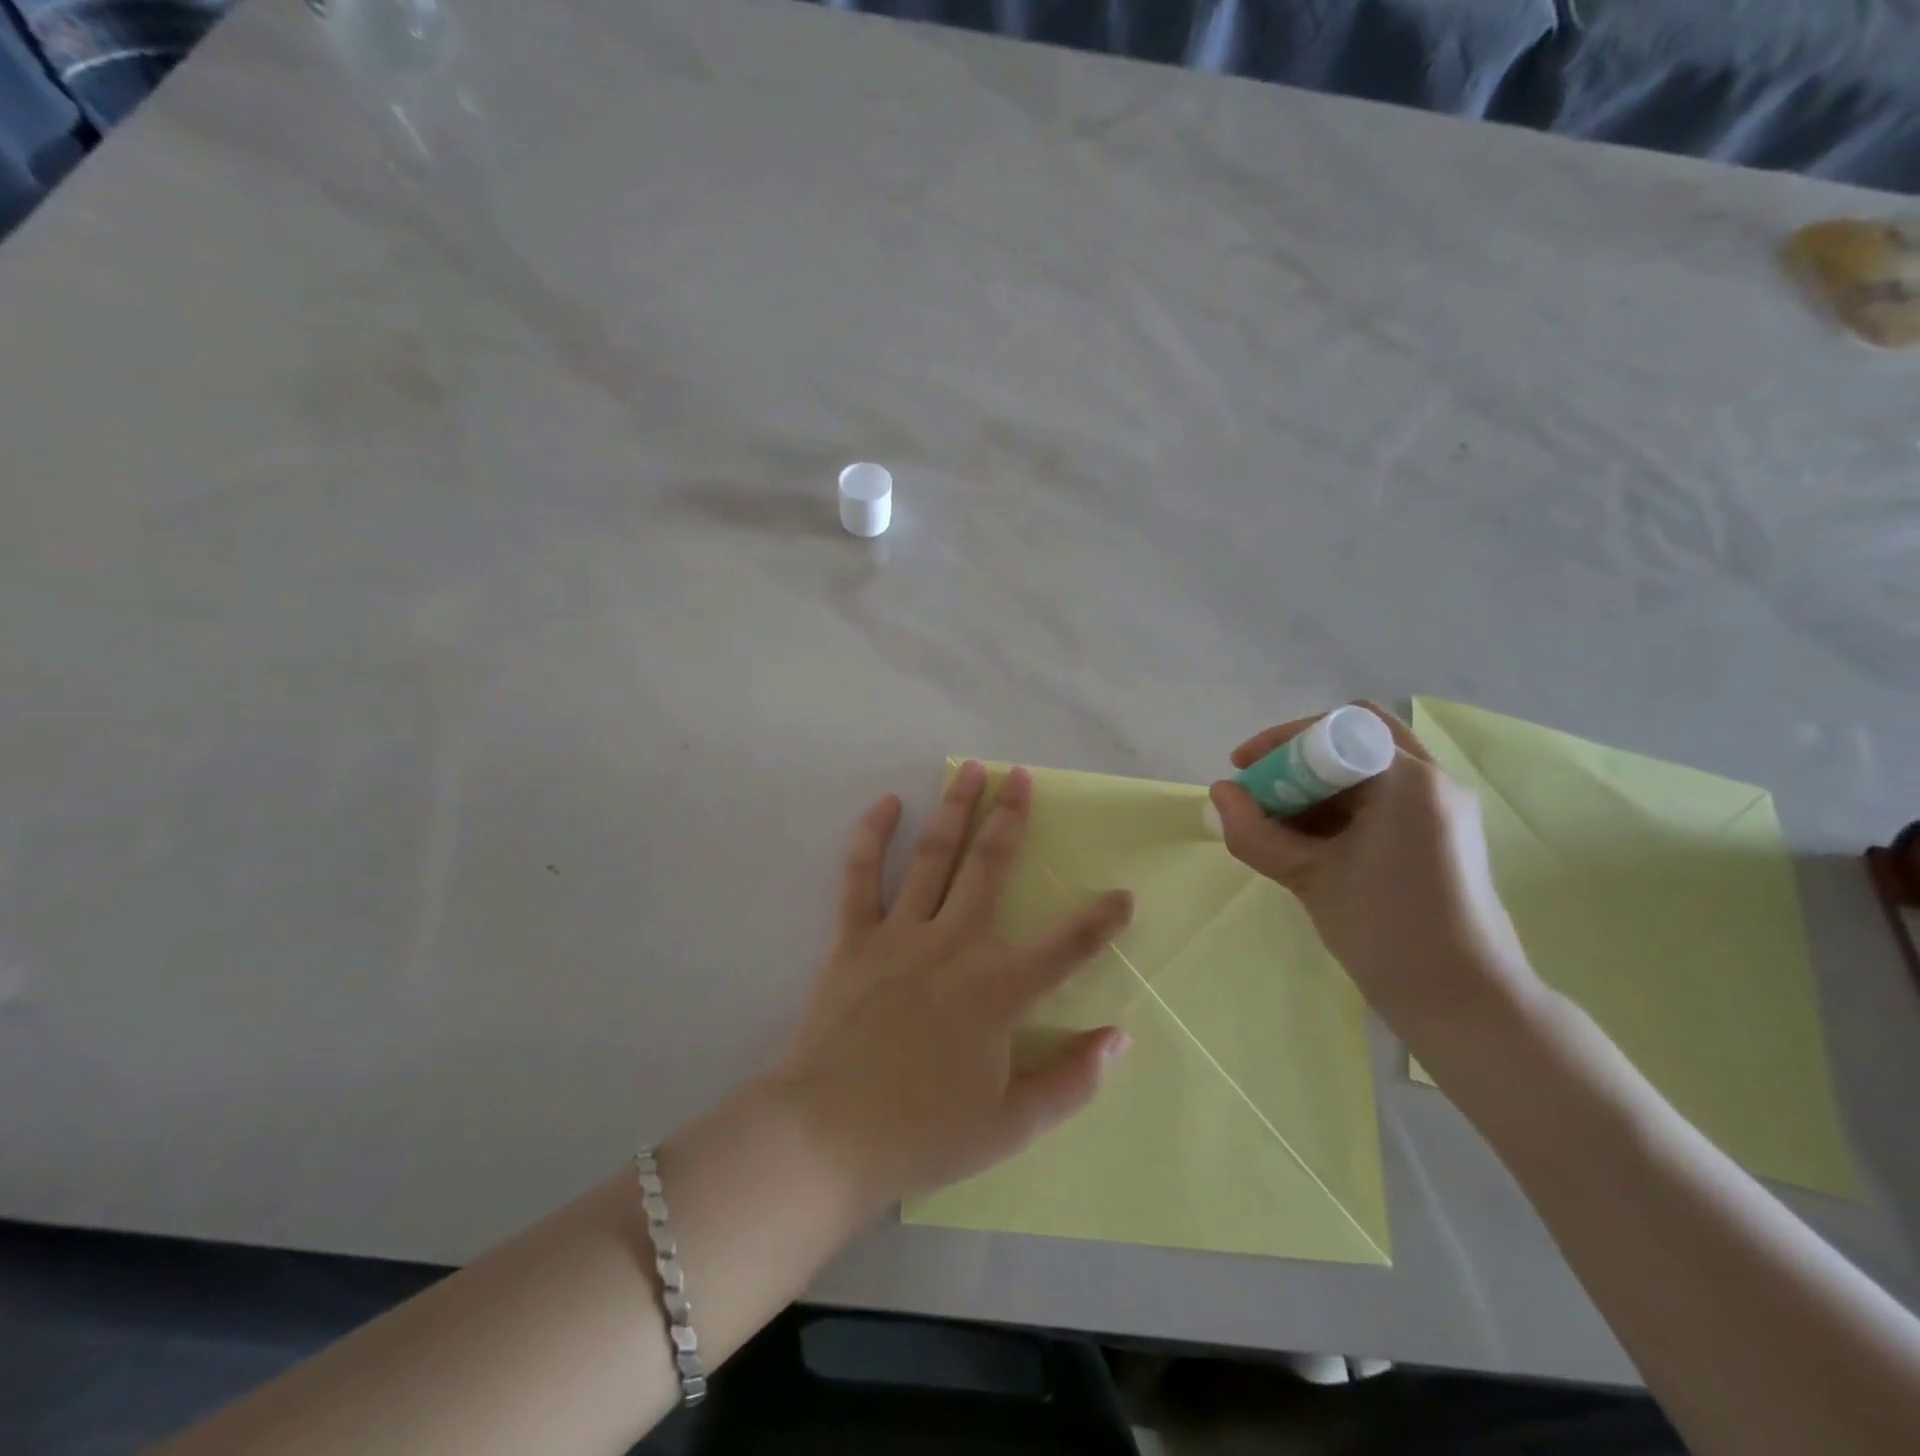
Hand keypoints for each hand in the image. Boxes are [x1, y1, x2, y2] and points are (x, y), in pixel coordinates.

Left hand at [769, 761, 1133, 1214]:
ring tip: (971, 771)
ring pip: (933, 857)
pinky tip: (887, 805)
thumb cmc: (922, 1134)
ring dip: (955, 810)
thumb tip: (1119, 1037)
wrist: (826, 1136)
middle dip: (1010, 818)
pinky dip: (872, 837)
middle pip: (990, 868)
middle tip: (1021, 778)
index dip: (1101, 920)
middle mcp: (953, 947)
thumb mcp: (1011, 1127)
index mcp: (997, 991)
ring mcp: (899, 936)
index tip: (1124, 894)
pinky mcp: (853, 939)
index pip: (1066, 947)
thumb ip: (1071, 1082)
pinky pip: (861, 877)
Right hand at [1207, 705, 1538, 1039]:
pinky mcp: (1440, 836)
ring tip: (1276, 821)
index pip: (1335, 727)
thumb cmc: (1386, 930)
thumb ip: (1255, 831)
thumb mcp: (1310, 877)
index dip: (1281, 741)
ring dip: (1315, 785)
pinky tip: (1308, 841)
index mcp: (1408, 779)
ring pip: (1365, 770)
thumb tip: (1219, 793)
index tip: (1244, 768)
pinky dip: (1339, 808)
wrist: (1463, 1003)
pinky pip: (1380, 800)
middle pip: (1354, 740)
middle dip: (1297, 759)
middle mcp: (1433, 781)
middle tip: (1260, 790)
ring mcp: (1442, 809)